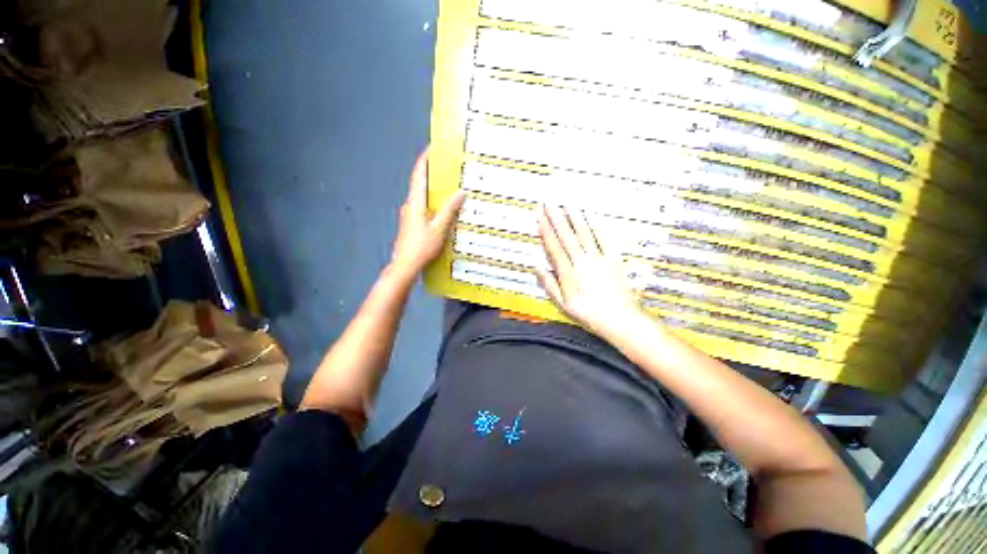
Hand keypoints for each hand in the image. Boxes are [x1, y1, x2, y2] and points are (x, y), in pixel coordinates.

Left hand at [390, 149, 465, 277]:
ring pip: (420, 196)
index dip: (424, 160)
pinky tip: (440, 207)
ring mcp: (408, 215)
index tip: (431, 147)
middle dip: (429, 172)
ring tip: (445, 184)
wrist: (405, 265)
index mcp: (415, 203)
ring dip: (430, 187)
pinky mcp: (410, 223)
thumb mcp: (439, 228)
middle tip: (444, 165)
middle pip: (418, 184)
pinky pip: (422, 206)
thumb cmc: (421, 246)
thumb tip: (460, 192)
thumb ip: (449, 210)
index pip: (418, 176)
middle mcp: (409, 205)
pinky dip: (431, 200)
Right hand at [537, 205, 643, 335]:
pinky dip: (598, 225)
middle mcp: (582, 261)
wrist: (618, 318)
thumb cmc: (588, 313)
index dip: (545, 231)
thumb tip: (538, 267)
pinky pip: (605, 238)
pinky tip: (592, 215)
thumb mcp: (563, 304)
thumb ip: (550, 285)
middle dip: (556, 217)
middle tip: (549, 202)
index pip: (553, 247)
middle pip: (567, 235)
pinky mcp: (613, 258)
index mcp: (568, 273)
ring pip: (584, 233)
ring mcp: (598, 258)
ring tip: (567, 202)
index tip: (540, 217)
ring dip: (575, 216)